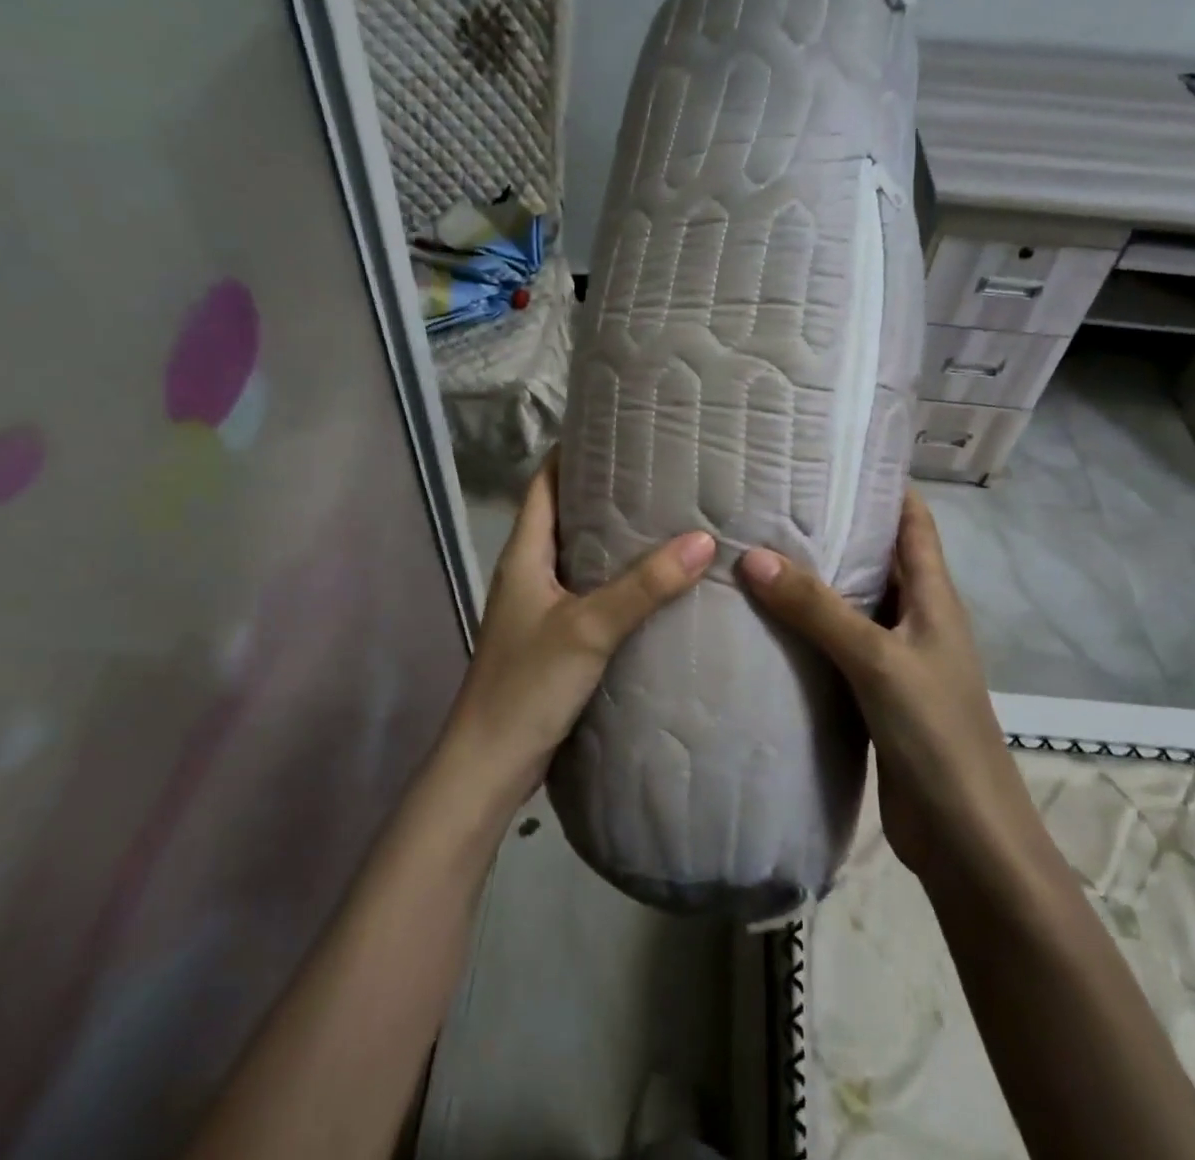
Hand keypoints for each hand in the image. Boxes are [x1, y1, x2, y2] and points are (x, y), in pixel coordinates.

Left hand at [442, 452, 714, 809]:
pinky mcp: (553, 638)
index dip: (571, 453)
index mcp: (524, 555)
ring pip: (578, 556)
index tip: (614, 431)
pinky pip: (588, 592)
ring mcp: (539, 607)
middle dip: (604, 492)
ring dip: (612, 538)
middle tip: (656, 473)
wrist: (491, 763)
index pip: (543, 484)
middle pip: (564, 516)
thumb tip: (703, 540)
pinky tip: (652, 583)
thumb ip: (645, 586)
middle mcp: (528, 572)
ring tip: (664, 518)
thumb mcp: (589, 628)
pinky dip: (615, 579)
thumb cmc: (528, 684)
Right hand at [737, 490, 1011, 882]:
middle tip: (773, 500)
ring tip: (758, 549)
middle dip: (835, 526)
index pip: (913, 521)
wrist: (965, 838)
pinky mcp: (873, 694)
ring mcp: (894, 657)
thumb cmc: (936, 734)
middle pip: (876, 557)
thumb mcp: (877, 660)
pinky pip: (836, 645)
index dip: (884, 484)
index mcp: (933, 596)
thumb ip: (817, 609)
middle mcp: (915, 618)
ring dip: (815, 580)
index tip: (833, 456)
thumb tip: (753, 556)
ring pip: (851, 602)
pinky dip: (807, 628)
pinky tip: (766, 621)